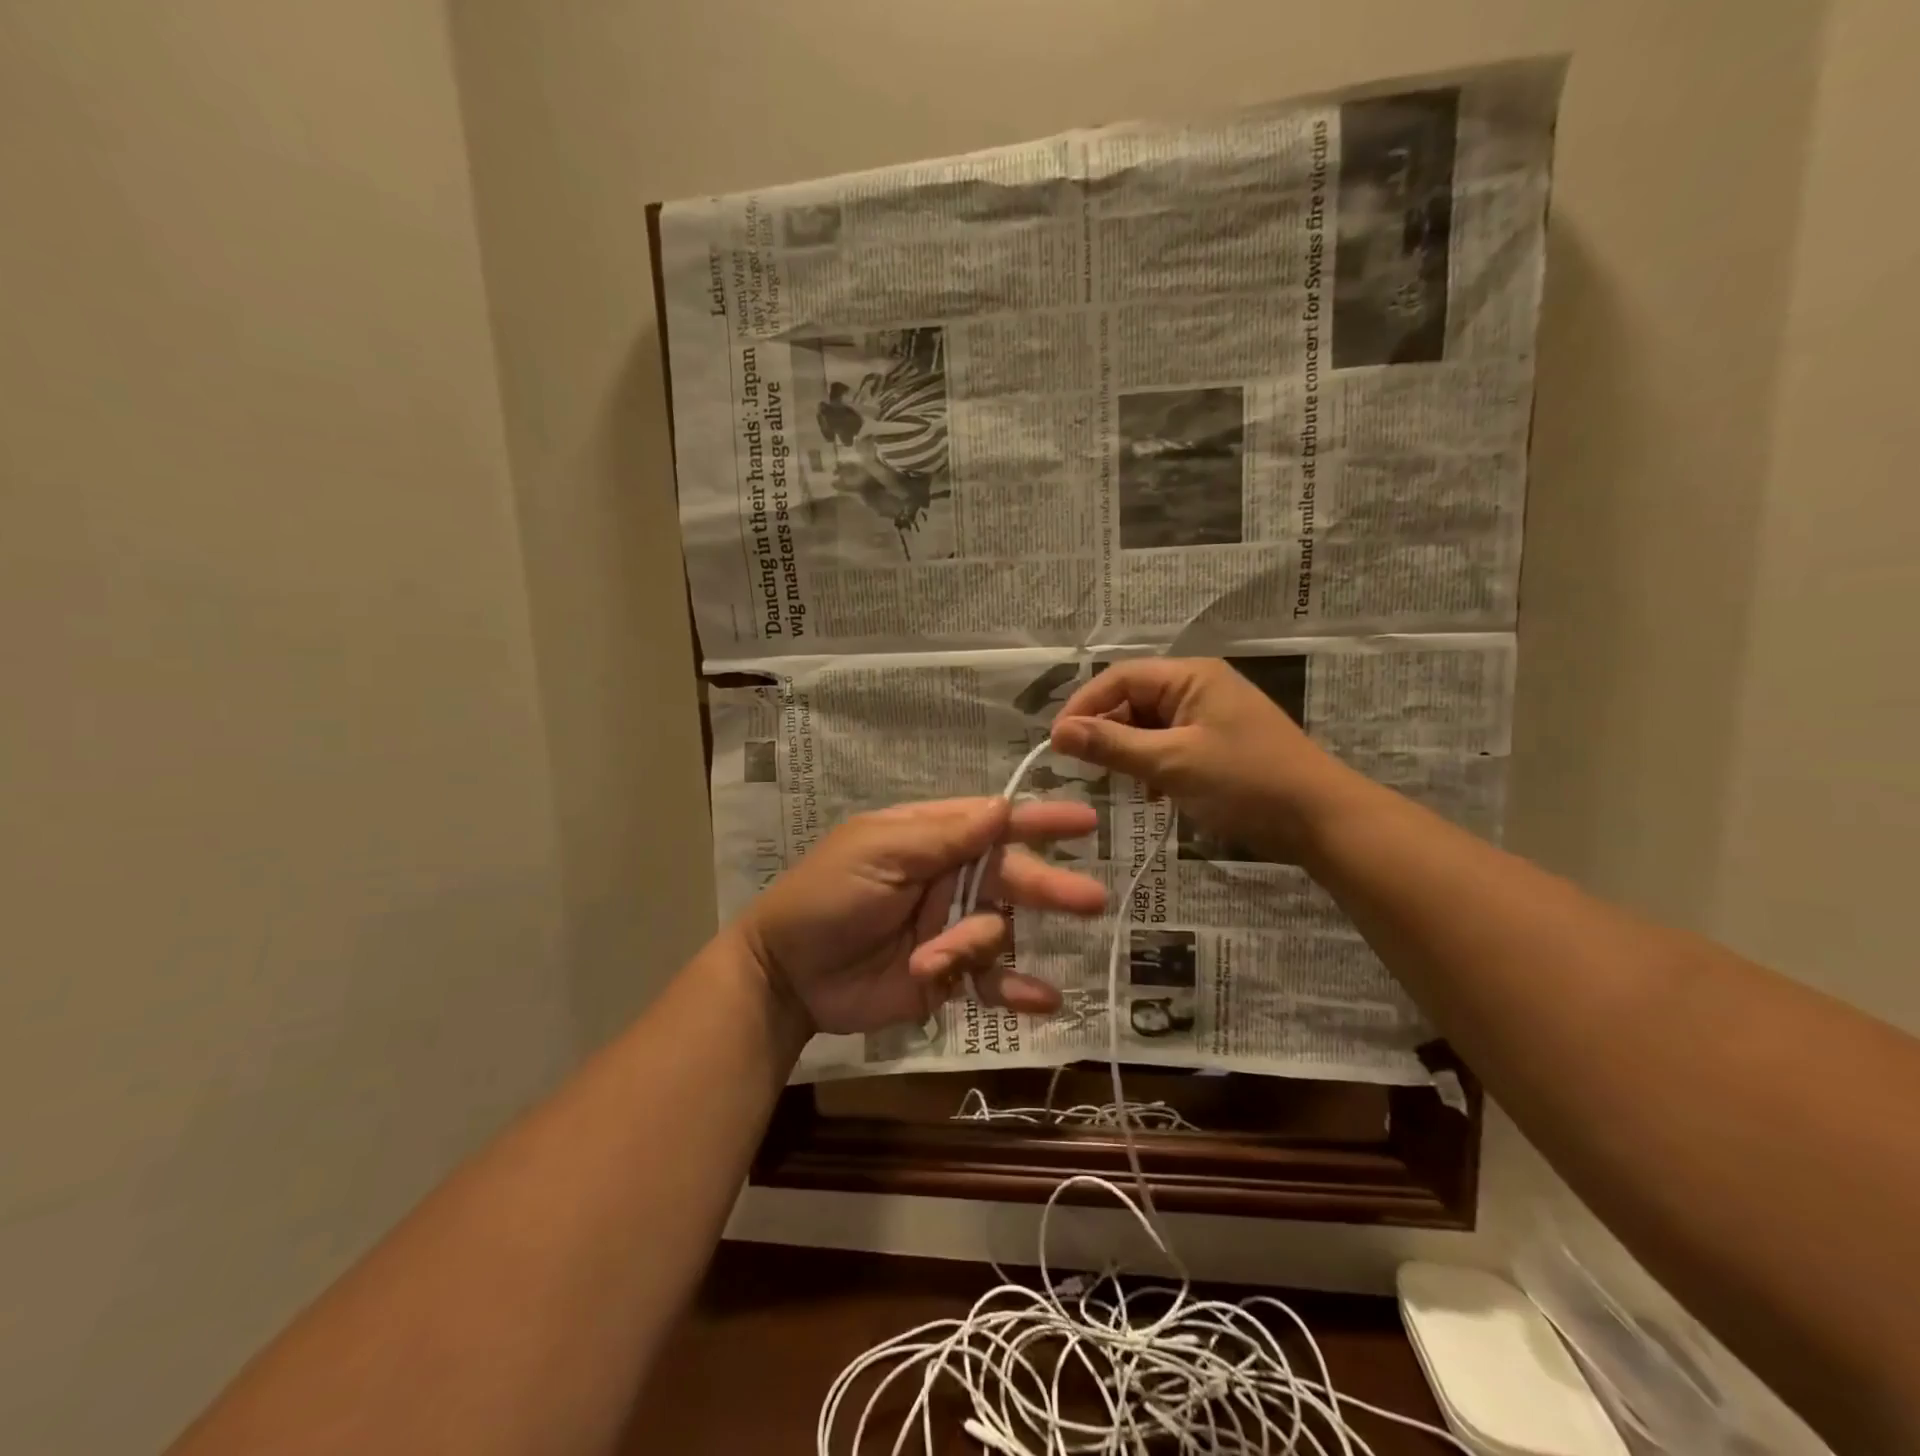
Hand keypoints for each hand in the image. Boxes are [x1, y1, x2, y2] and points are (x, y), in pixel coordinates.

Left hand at [738, 798, 1106, 1036]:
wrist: (787, 974)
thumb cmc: (827, 896)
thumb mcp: (879, 853)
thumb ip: (943, 835)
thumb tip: (1003, 806)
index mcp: (932, 839)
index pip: (994, 824)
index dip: (1039, 822)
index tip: (1085, 823)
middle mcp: (949, 879)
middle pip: (1011, 878)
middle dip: (1048, 888)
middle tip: (1090, 900)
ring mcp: (950, 928)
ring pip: (997, 931)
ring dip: (972, 946)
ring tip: (934, 960)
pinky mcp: (947, 975)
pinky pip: (991, 979)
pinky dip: (1017, 990)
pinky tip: (1043, 1002)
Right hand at [1049, 657, 1351, 861]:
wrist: (1322, 821)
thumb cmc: (1246, 783)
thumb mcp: (1171, 764)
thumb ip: (1112, 745)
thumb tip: (1058, 732)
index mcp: (1190, 676)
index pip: (1119, 677)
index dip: (1083, 706)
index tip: (1057, 743)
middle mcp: (1198, 687)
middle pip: (1132, 700)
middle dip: (1107, 731)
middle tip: (1086, 768)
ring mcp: (1209, 716)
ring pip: (1148, 726)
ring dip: (1129, 752)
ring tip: (1119, 783)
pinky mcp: (1217, 744)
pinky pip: (1168, 745)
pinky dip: (1152, 766)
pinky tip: (1151, 794)